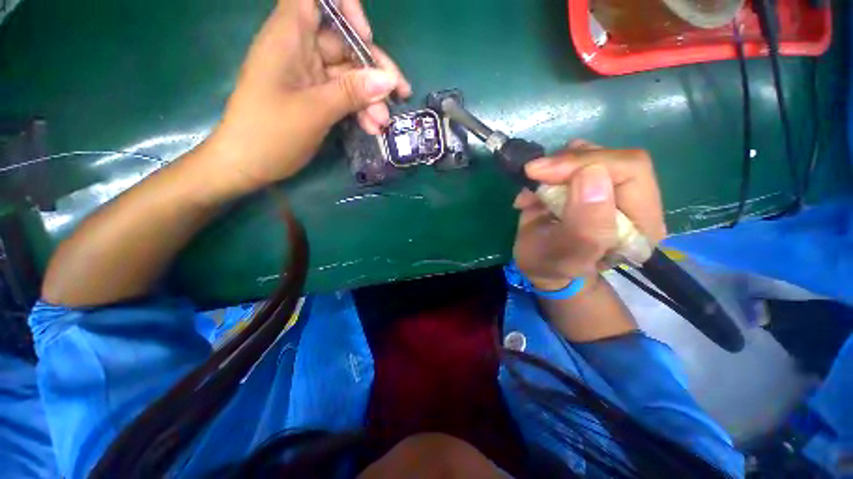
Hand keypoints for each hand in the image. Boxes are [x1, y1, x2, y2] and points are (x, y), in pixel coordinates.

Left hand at [202, 0, 411, 192]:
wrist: (248, 165)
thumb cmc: (270, 133)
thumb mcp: (315, 111)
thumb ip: (352, 92)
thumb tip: (389, 80)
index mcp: (288, 37)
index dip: (345, 9)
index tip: (366, 35)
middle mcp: (300, 50)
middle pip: (345, 44)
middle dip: (374, 70)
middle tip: (400, 94)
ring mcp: (308, 76)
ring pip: (349, 75)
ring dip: (370, 98)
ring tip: (383, 123)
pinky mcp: (315, 97)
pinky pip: (344, 96)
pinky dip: (359, 109)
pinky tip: (372, 127)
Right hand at [512, 140, 666, 291]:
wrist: (541, 266)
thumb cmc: (551, 266)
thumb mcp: (565, 256)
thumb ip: (585, 226)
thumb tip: (592, 174)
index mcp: (642, 222)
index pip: (630, 169)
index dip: (586, 162)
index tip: (543, 172)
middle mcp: (632, 199)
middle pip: (611, 157)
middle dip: (567, 162)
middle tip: (534, 174)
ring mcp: (608, 187)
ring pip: (590, 153)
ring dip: (554, 167)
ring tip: (533, 191)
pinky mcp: (587, 182)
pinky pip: (570, 159)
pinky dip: (546, 171)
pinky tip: (534, 192)